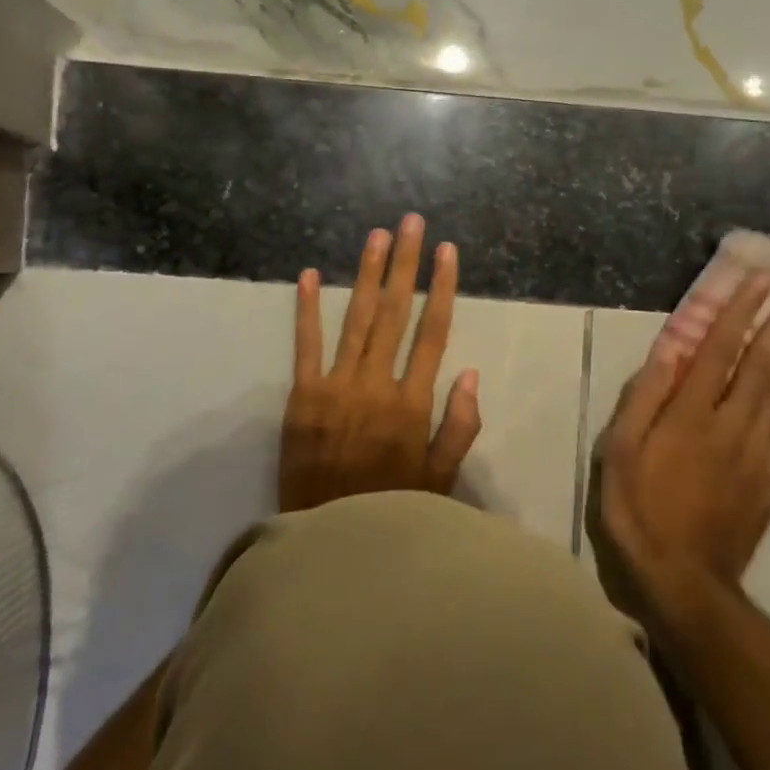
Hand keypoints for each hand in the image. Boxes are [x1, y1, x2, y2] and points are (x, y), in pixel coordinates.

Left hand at [279, 215, 481, 513]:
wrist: (328, 545)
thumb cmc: (392, 512)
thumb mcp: (441, 481)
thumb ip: (458, 427)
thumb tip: (468, 372)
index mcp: (412, 403)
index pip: (432, 333)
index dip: (442, 288)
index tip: (447, 252)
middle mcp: (376, 384)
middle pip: (395, 313)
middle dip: (406, 264)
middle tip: (412, 224)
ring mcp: (335, 387)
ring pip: (356, 318)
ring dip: (368, 274)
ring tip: (377, 236)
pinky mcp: (301, 396)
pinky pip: (304, 345)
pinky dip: (308, 309)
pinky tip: (312, 274)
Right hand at [598, 275, 769, 598]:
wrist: (683, 579)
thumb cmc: (638, 509)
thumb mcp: (619, 452)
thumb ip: (644, 399)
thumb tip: (669, 352)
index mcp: (689, 416)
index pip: (719, 351)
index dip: (739, 313)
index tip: (759, 281)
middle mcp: (730, 425)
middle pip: (762, 364)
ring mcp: (757, 452)